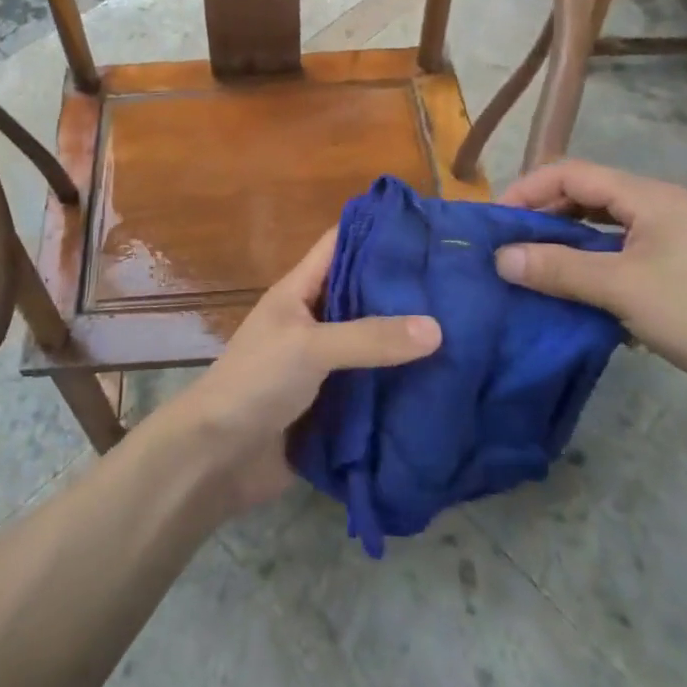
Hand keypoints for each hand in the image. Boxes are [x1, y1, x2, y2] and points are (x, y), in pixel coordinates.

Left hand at [163, 229, 440, 513]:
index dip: (376, 232)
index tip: (426, 229)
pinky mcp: (333, 404)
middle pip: (362, 294)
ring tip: (467, 330)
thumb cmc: (256, 382)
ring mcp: (323, 364)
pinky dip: (401, 384)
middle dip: (404, 290)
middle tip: (462, 284)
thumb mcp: (310, 347)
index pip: (339, 245)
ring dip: (407, 342)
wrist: (219, 457)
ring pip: (373, 342)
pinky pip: (373, 386)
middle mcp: (313, 321)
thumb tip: (437, 328)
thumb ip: (370, 337)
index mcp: (299, 292)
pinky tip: (444, 382)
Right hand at [493, 160, 686, 417]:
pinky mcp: (679, 270)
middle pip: (586, 196)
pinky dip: (591, 264)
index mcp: (649, 197)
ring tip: (533, 267)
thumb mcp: (623, 290)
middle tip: (508, 246)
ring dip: (565, 243)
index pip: (572, 173)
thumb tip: (499, 257)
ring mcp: (672, 239)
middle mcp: (660, 207)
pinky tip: (575, 291)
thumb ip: (558, 269)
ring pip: (602, 228)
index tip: (496, 221)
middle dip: (543, 216)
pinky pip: (620, 253)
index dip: (528, 190)